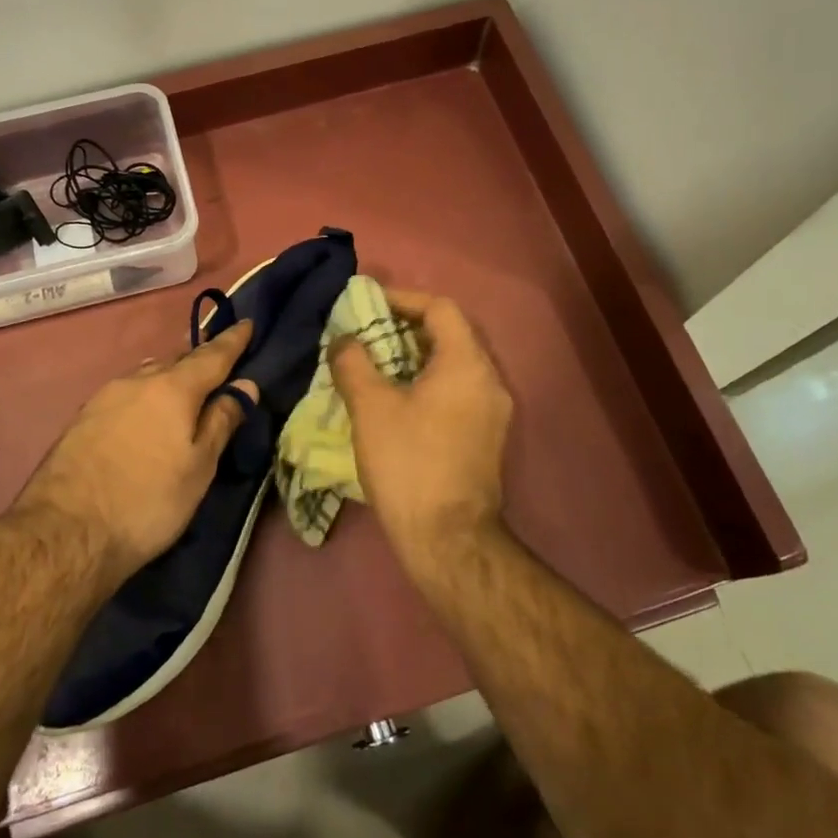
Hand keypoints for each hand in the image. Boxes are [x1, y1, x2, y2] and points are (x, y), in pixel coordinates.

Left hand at [10, 321, 259, 579]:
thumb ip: (222, 421)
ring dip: (170, 376)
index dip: (233, 340)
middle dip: (200, 360)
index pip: (212, 355)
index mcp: (173, 388)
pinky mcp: (83, 418)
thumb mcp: (199, 467)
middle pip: (177, 360)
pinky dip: (146, 395)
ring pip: (147, 375)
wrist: (65, 532)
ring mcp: (105, 397)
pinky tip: (146, 413)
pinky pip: (126, 393)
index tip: (247, 323)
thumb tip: (244, 385)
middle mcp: (137, 381)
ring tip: (184, 389)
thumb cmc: (147, 501)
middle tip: (219, 364)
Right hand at [330, 290, 512, 554]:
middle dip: (406, 329)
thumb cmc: (408, 463)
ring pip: (454, 366)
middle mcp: (489, 380)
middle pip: (450, 335)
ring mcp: (494, 411)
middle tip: (368, 336)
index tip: (368, 306)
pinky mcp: (487, 437)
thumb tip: (344, 340)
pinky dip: (428, 384)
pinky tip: (398, 402)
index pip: (440, 308)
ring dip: (416, 358)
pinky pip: (458, 392)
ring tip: (377, 367)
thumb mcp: (370, 407)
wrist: (448, 538)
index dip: (403, 299)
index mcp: (466, 363)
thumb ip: (354, 363)